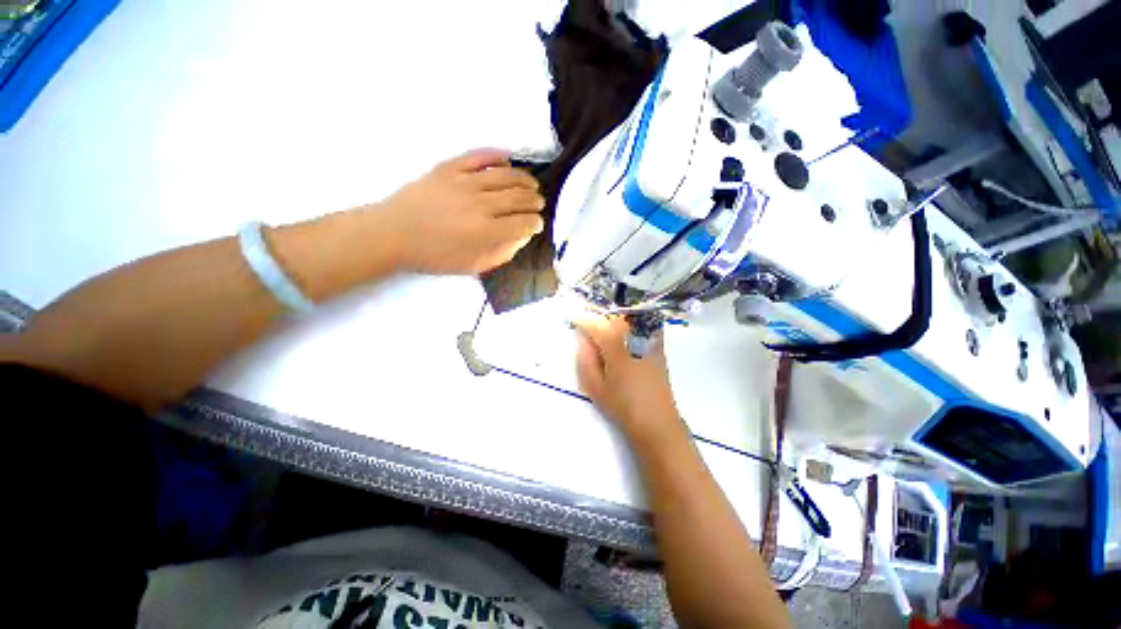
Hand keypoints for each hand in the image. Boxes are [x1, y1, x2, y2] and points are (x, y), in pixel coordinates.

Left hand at [378, 149, 544, 274]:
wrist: (393, 233)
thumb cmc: (434, 256)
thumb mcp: (473, 265)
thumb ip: (502, 253)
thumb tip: (522, 237)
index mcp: (486, 232)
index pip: (523, 224)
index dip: (536, 224)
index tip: (538, 224)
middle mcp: (480, 205)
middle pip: (519, 198)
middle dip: (534, 202)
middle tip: (539, 204)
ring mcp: (464, 182)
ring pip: (505, 176)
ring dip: (524, 179)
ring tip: (532, 184)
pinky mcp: (449, 168)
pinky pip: (479, 157)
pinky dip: (498, 156)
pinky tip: (509, 159)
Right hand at [574, 314, 682, 440]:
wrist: (658, 422)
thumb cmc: (623, 407)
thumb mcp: (596, 388)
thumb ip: (586, 361)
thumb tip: (582, 341)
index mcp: (616, 349)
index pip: (597, 326)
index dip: (583, 320)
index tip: (572, 317)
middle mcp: (635, 339)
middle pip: (614, 317)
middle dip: (599, 317)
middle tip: (587, 323)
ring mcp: (650, 341)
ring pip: (630, 318)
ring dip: (615, 318)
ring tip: (605, 325)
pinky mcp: (659, 347)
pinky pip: (646, 324)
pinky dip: (634, 322)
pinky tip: (627, 330)